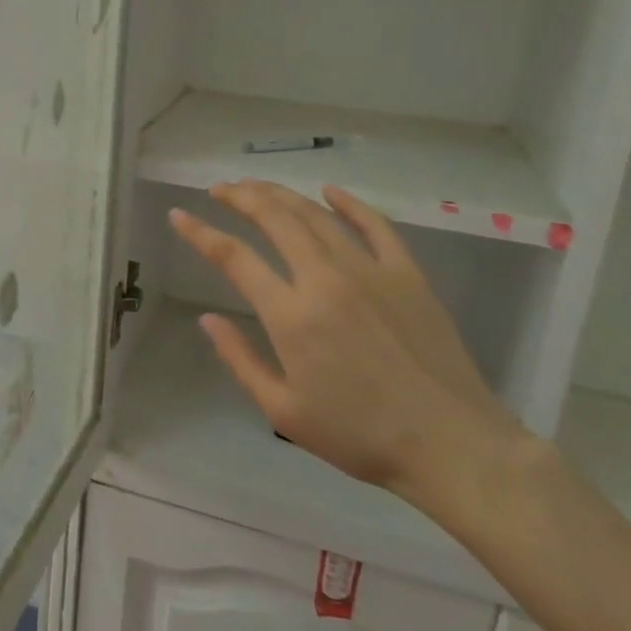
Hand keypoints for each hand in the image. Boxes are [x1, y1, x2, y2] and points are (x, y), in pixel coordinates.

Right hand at [168, 180, 525, 503]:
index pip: (234, 258)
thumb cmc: (359, 436)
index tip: (179, 215)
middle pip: (275, 219)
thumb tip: (208, 320)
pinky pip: (374, 225)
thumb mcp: (283, 410)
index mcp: (291, 315)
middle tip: (220, 189)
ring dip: (281, 195)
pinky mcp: (407, 274)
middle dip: (241, 197)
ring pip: (316, 215)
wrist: (451, 444)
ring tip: (256, 186)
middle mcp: (325, 279)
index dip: (200, 233)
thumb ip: (240, 360)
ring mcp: (370, 271)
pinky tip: (330, 191)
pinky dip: (349, 204)